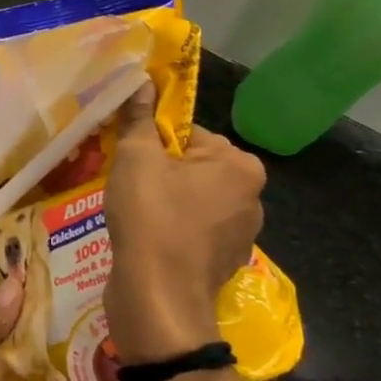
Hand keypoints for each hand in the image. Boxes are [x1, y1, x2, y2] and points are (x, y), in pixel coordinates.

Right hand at [104, 84, 266, 360]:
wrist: (158, 299)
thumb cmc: (151, 218)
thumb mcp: (136, 158)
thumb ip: (139, 118)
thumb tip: (142, 81)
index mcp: (239, 164)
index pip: (189, 134)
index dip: (153, 143)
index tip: (129, 160)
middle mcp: (252, 196)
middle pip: (192, 167)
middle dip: (159, 173)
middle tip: (128, 188)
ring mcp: (241, 234)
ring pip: (192, 200)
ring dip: (164, 202)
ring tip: (134, 217)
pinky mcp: (224, 263)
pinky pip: (193, 232)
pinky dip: (172, 231)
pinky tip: (148, 242)